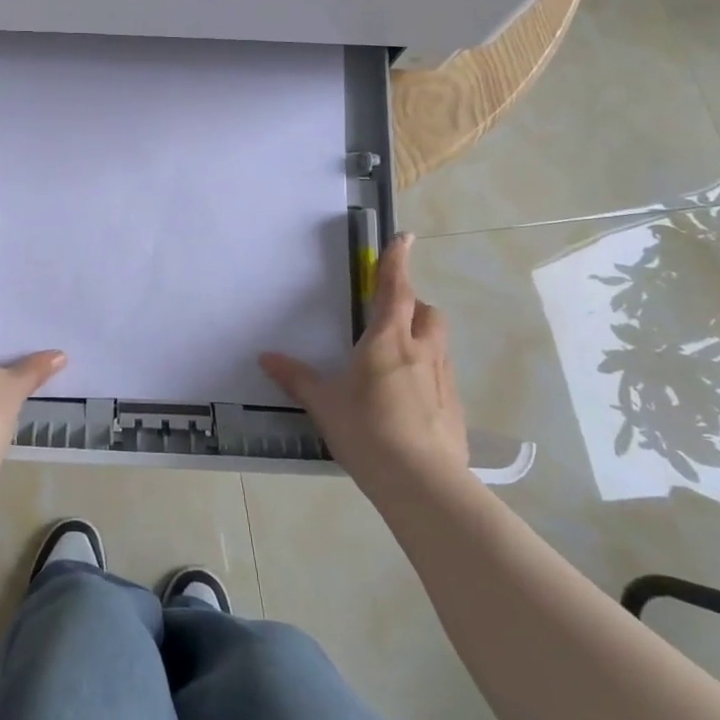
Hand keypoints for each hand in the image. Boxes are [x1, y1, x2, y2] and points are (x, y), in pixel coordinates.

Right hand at [259, 233, 469, 512]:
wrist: (422, 482)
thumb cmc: (367, 431)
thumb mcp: (324, 404)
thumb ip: (296, 378)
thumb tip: (266, 357)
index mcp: (388, 339)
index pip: (395, 288)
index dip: (397, 261)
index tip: (405, 237)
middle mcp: (421, 350)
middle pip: (426, 311)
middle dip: (412, 305)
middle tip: (390, 316)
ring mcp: (442, 379)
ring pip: (437, 341)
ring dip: (421, 336)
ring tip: (396, 357)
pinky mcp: (454, 406)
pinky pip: (441, 374)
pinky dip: (426, 372)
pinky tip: (407, 398)